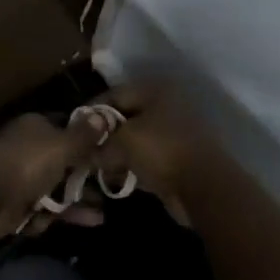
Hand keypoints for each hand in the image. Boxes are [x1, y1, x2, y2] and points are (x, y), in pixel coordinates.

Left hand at [0, 113, 105, 241]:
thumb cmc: (26, 161)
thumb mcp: (62, 145)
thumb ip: (83, 136)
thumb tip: (102, 117)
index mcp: (36, 128)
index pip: (66, 129)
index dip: (87, 140)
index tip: (111, 152)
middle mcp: (28, 151)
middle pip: (63, 163)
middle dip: (86, 176)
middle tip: (112, 187)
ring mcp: (21, 180)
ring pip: (55, 190)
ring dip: (79, 201)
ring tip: (104, 212)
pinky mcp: (17, 208)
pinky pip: (46, 212)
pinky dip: (64, 217)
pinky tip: (89, 223)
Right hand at [92, 84, 223, 225]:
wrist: (205, 188)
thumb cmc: (161, 152)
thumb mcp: (122, 143)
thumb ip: (101, 145)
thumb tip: (88, 155)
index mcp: (155, 91)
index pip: (114, 94)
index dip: (91, 111)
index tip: (74, 129)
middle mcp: (166, 106)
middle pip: (125, 117)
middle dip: (104, 135)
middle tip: (86, 151)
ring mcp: (175, 132)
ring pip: (136, 139)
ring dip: (118, 153)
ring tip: (99, 167)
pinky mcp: (180, 157)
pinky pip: (148, 157)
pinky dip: (133, 166)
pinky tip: (118, 178)